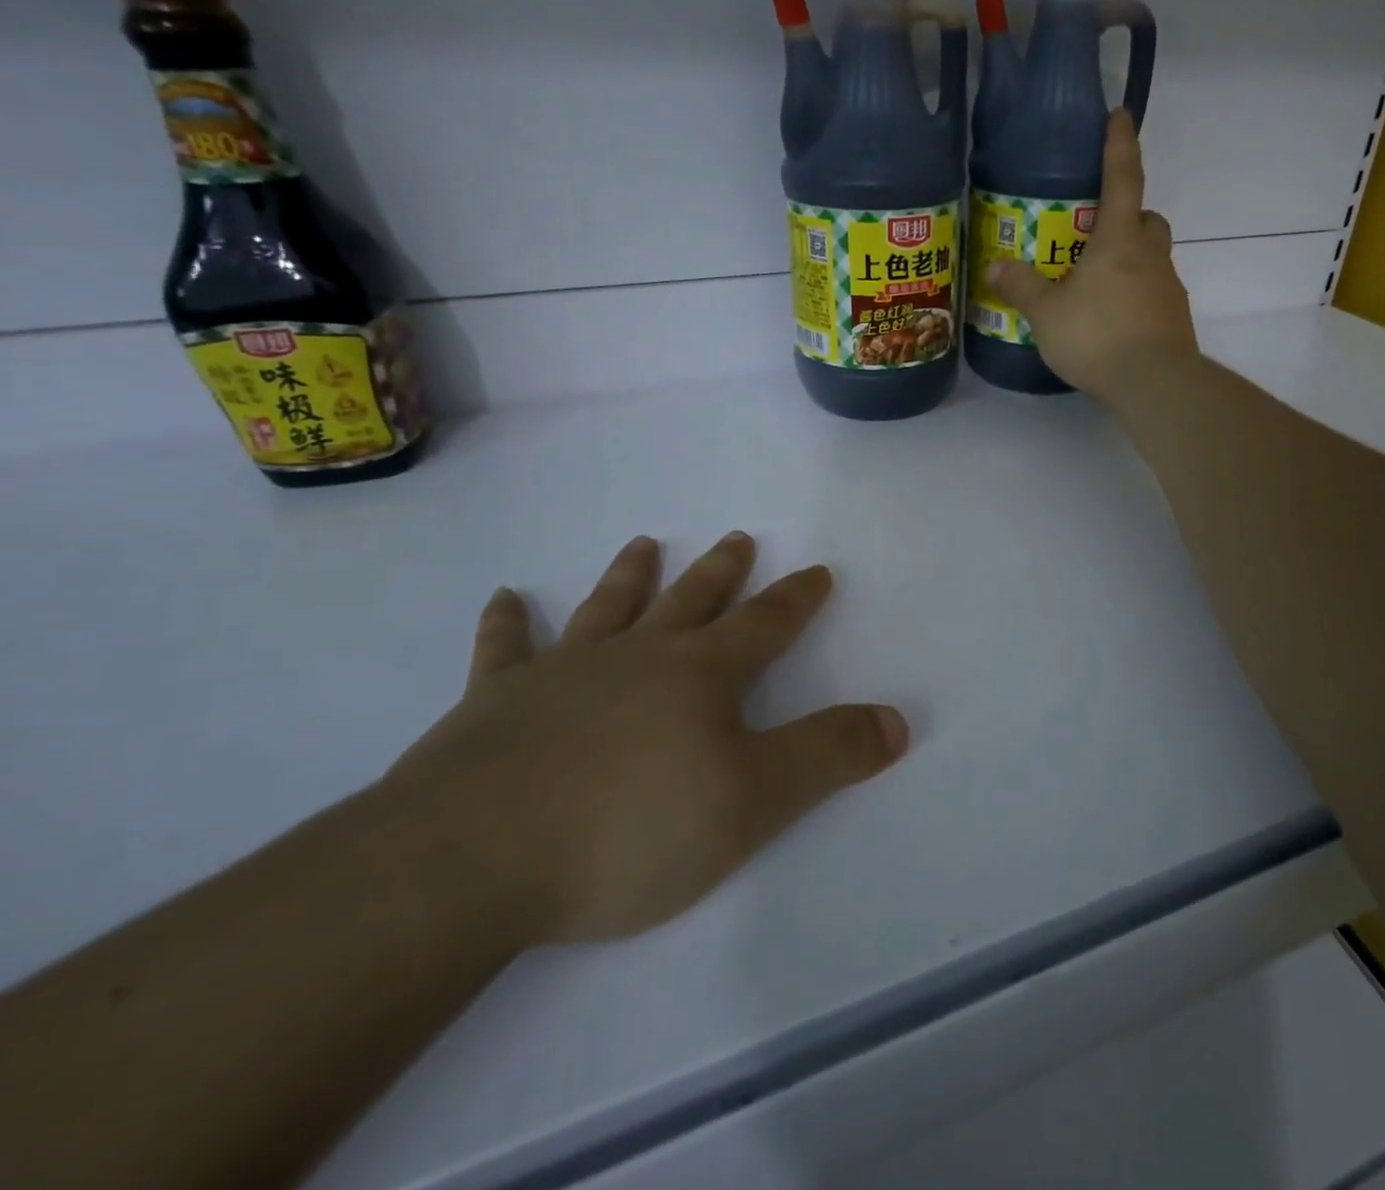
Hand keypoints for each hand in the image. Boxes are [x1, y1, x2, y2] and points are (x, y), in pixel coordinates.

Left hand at [382, 532, 908, 943]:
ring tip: (644, 543)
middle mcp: (636, 657)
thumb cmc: (629, 829)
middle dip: (720, 571)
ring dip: (630, 576)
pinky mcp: (493, 703)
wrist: (472, 860)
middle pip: (690, 600)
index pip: (764, 624)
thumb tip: (897, 721)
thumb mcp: (753, 801)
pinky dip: (508, 624)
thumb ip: (828, 756)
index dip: (795, 598)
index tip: (816, 571)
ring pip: (607, 608)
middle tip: (736, 538)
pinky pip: (504, 650)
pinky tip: (506, 600)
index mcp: (699, 674)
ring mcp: (562, 673)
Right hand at [987, 108, 1198, 401]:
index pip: (1123, 178)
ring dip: (1132, 257)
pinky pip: (1155, 291)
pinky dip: (1136, 293)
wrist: (1155, 383)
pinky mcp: (1174, 318)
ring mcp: (1168, 287)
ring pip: (1154, 257)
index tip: (1120, 114)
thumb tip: (996, 266)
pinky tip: (1113, 318)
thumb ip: (1022, 287)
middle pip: (1147, 219)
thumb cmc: (1098, 336)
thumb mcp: (1047, 314)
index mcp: (1119, 240)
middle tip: (1098, 231)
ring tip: (1097, 283)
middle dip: (1129, 215)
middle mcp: (1150, 255)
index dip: (1120, 144)